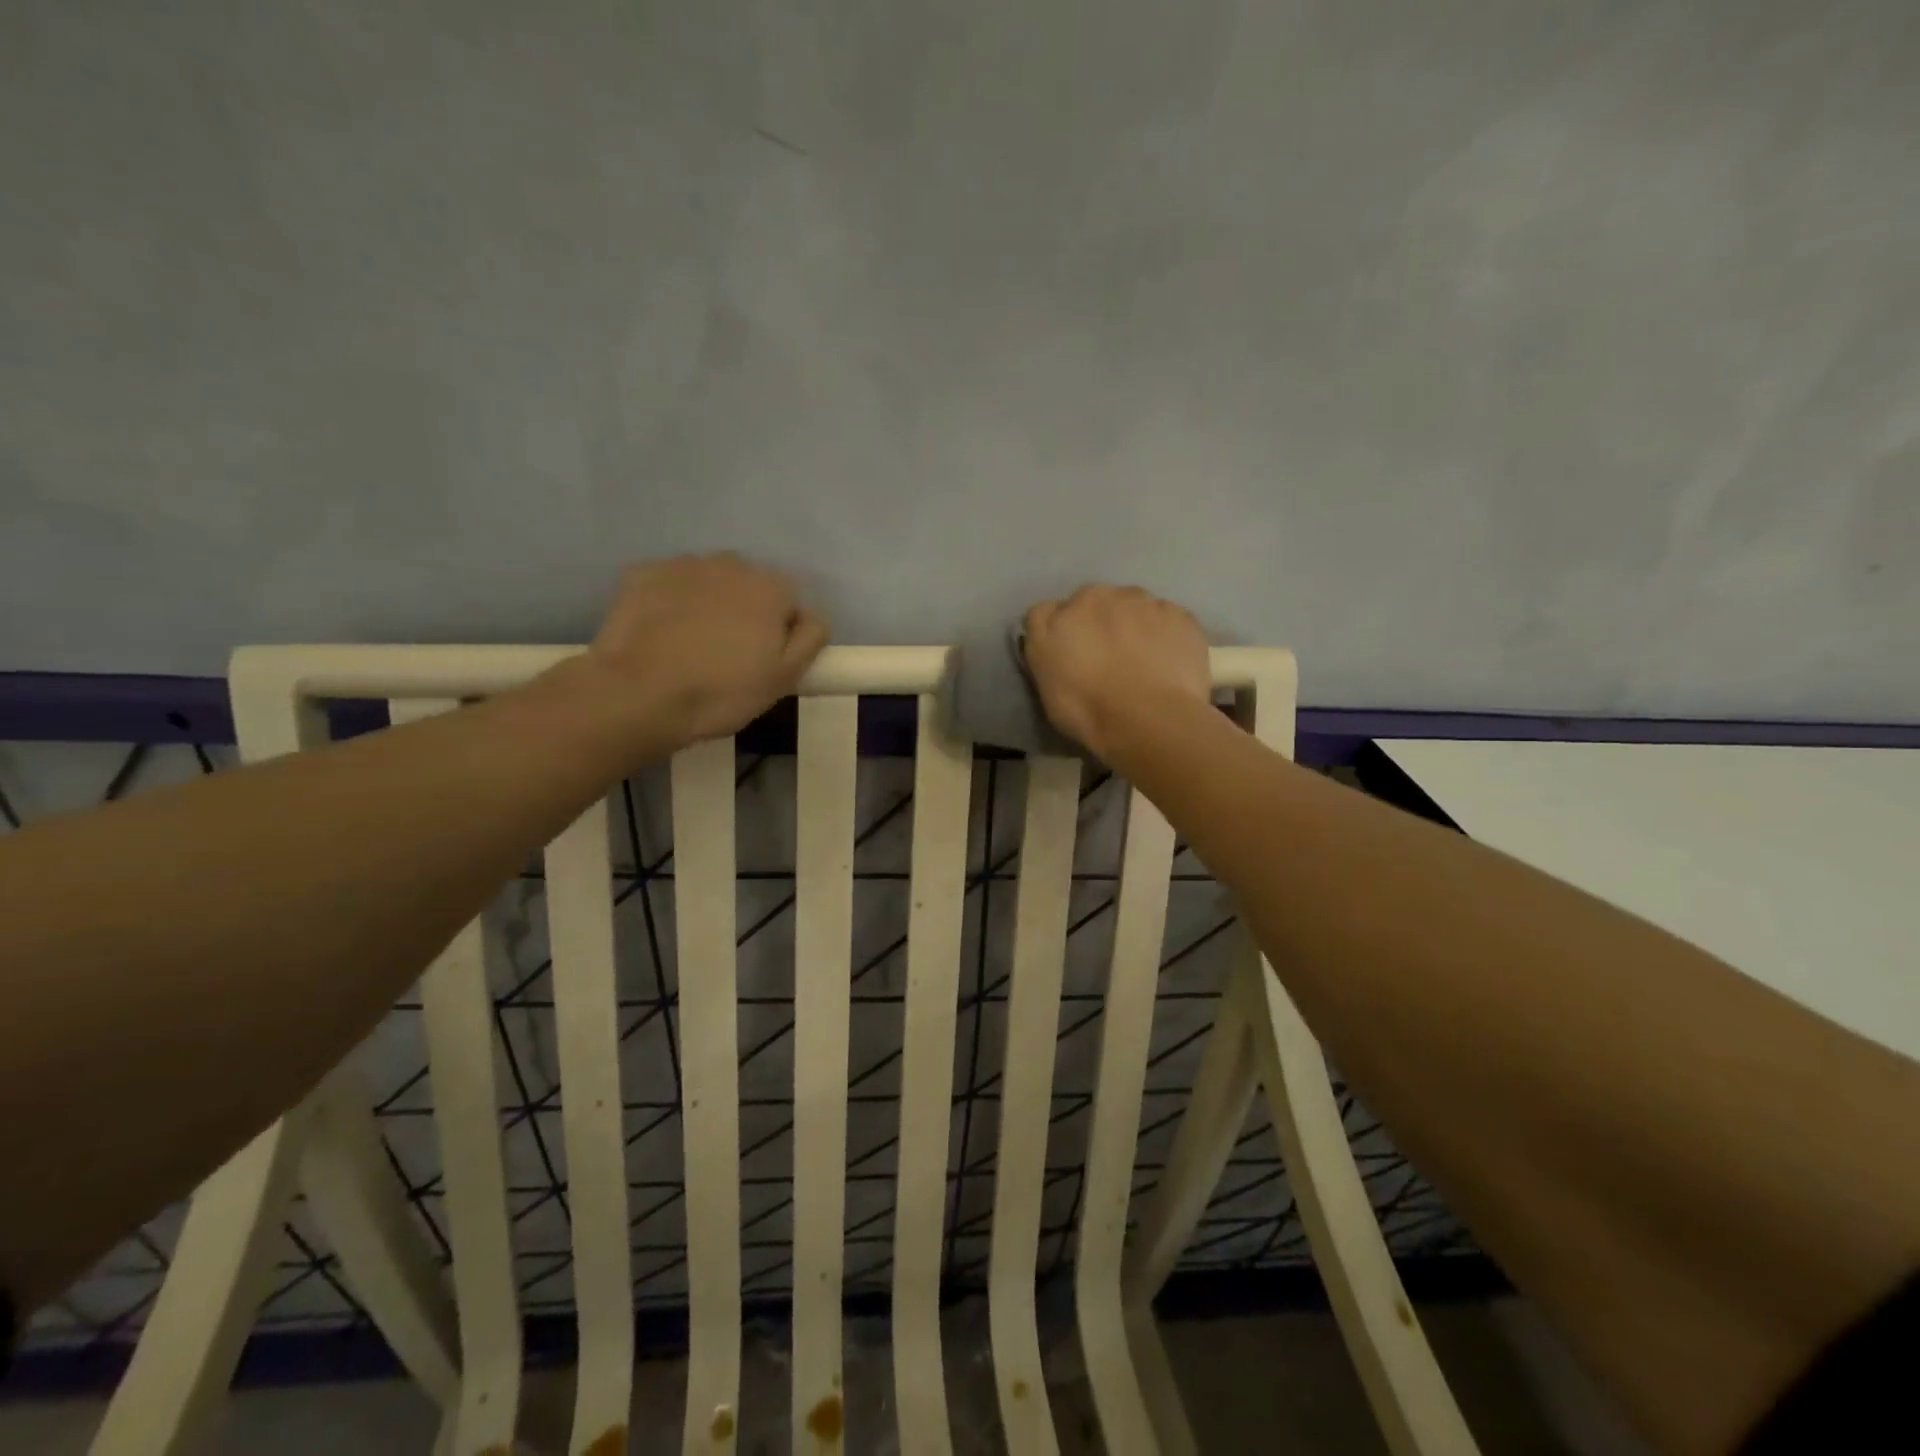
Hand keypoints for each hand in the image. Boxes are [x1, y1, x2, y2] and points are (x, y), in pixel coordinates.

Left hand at [557, 555, 828, 759]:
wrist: (638, 694)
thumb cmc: (722, 691)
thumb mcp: (785, 677)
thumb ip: (810, 637)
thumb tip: (810, 615)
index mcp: (771, 587)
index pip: (789, 603)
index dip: (780, 633)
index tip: (763, 662)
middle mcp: (731, 563)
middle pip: (748, 586)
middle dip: (744, 611)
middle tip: (727, 654)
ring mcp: (683, 565)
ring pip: (708, 582)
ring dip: (708, 603)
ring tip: (691, 644)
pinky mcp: (641, 573)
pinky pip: (668, 585)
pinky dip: (670, 602)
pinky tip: (661, 634)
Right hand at [1022, 585, 1210, 760]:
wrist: (1150, 718)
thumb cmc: (1088, 708)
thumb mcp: (1045, 684)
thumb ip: (1046, 650)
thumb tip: (1055, 638)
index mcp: (1062, 613)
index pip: (1049, 614)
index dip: (1059, 634)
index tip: (1068, 657)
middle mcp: (1102, 596)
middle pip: (1095, 604)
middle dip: (1099, 624)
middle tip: (1107, 660)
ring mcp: (1145, 603)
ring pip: (1135, 607)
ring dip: (1134, 625)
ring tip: (1142, 662)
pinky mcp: (1181, 616)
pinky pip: (1168, 621)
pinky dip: (1166, 636)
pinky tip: (1168, 664)